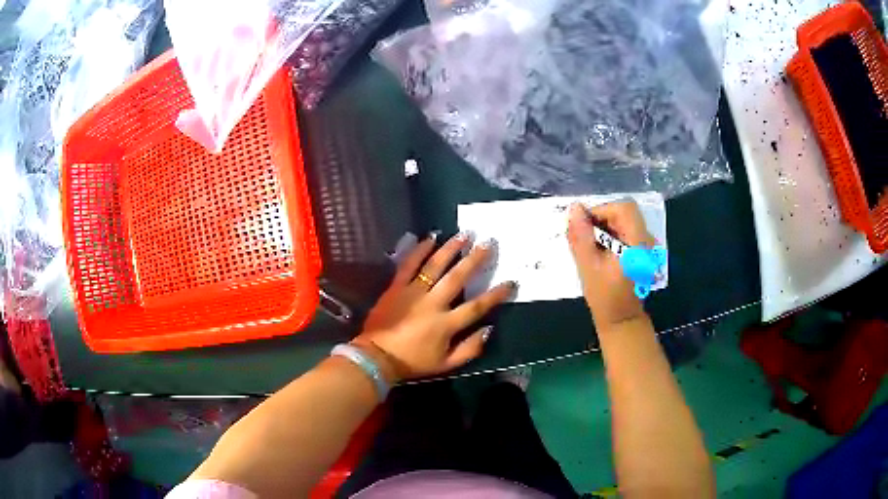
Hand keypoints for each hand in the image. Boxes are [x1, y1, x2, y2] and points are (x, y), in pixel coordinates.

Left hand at [354, 233, 515, 381]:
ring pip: (435, 266)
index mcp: (446, 324)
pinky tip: (430, 238)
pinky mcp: (396, 287)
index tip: (511, 282)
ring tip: (464, 234)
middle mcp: (433, 303)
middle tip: (488, 243)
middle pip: (458, 277)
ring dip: (451, 249)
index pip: (477, 306)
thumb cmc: (413, 362)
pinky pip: (409, 265)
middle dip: (475, 259)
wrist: (376, 357)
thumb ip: (469, 349)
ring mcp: (413, 293)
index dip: (495, 295)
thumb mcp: (445, 364)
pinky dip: (419, 250)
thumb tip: (488, 329)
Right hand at [567, 201, 652, 332]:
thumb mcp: (588, 266)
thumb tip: (575, 208)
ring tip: (590, 248)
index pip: (623, 208)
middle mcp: (646, 240)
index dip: (601, 211)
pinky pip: (625, 232)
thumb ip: (581, 236)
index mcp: (637, 243)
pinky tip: (600, 254)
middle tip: (584, 239)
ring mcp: (646, 246)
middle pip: (623, 213)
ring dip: (604, 229)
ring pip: (623, 222)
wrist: (622, 320)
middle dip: (601, 220)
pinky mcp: (641, 251)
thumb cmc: (605, 297)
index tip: (585, 227)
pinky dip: (610, 236)